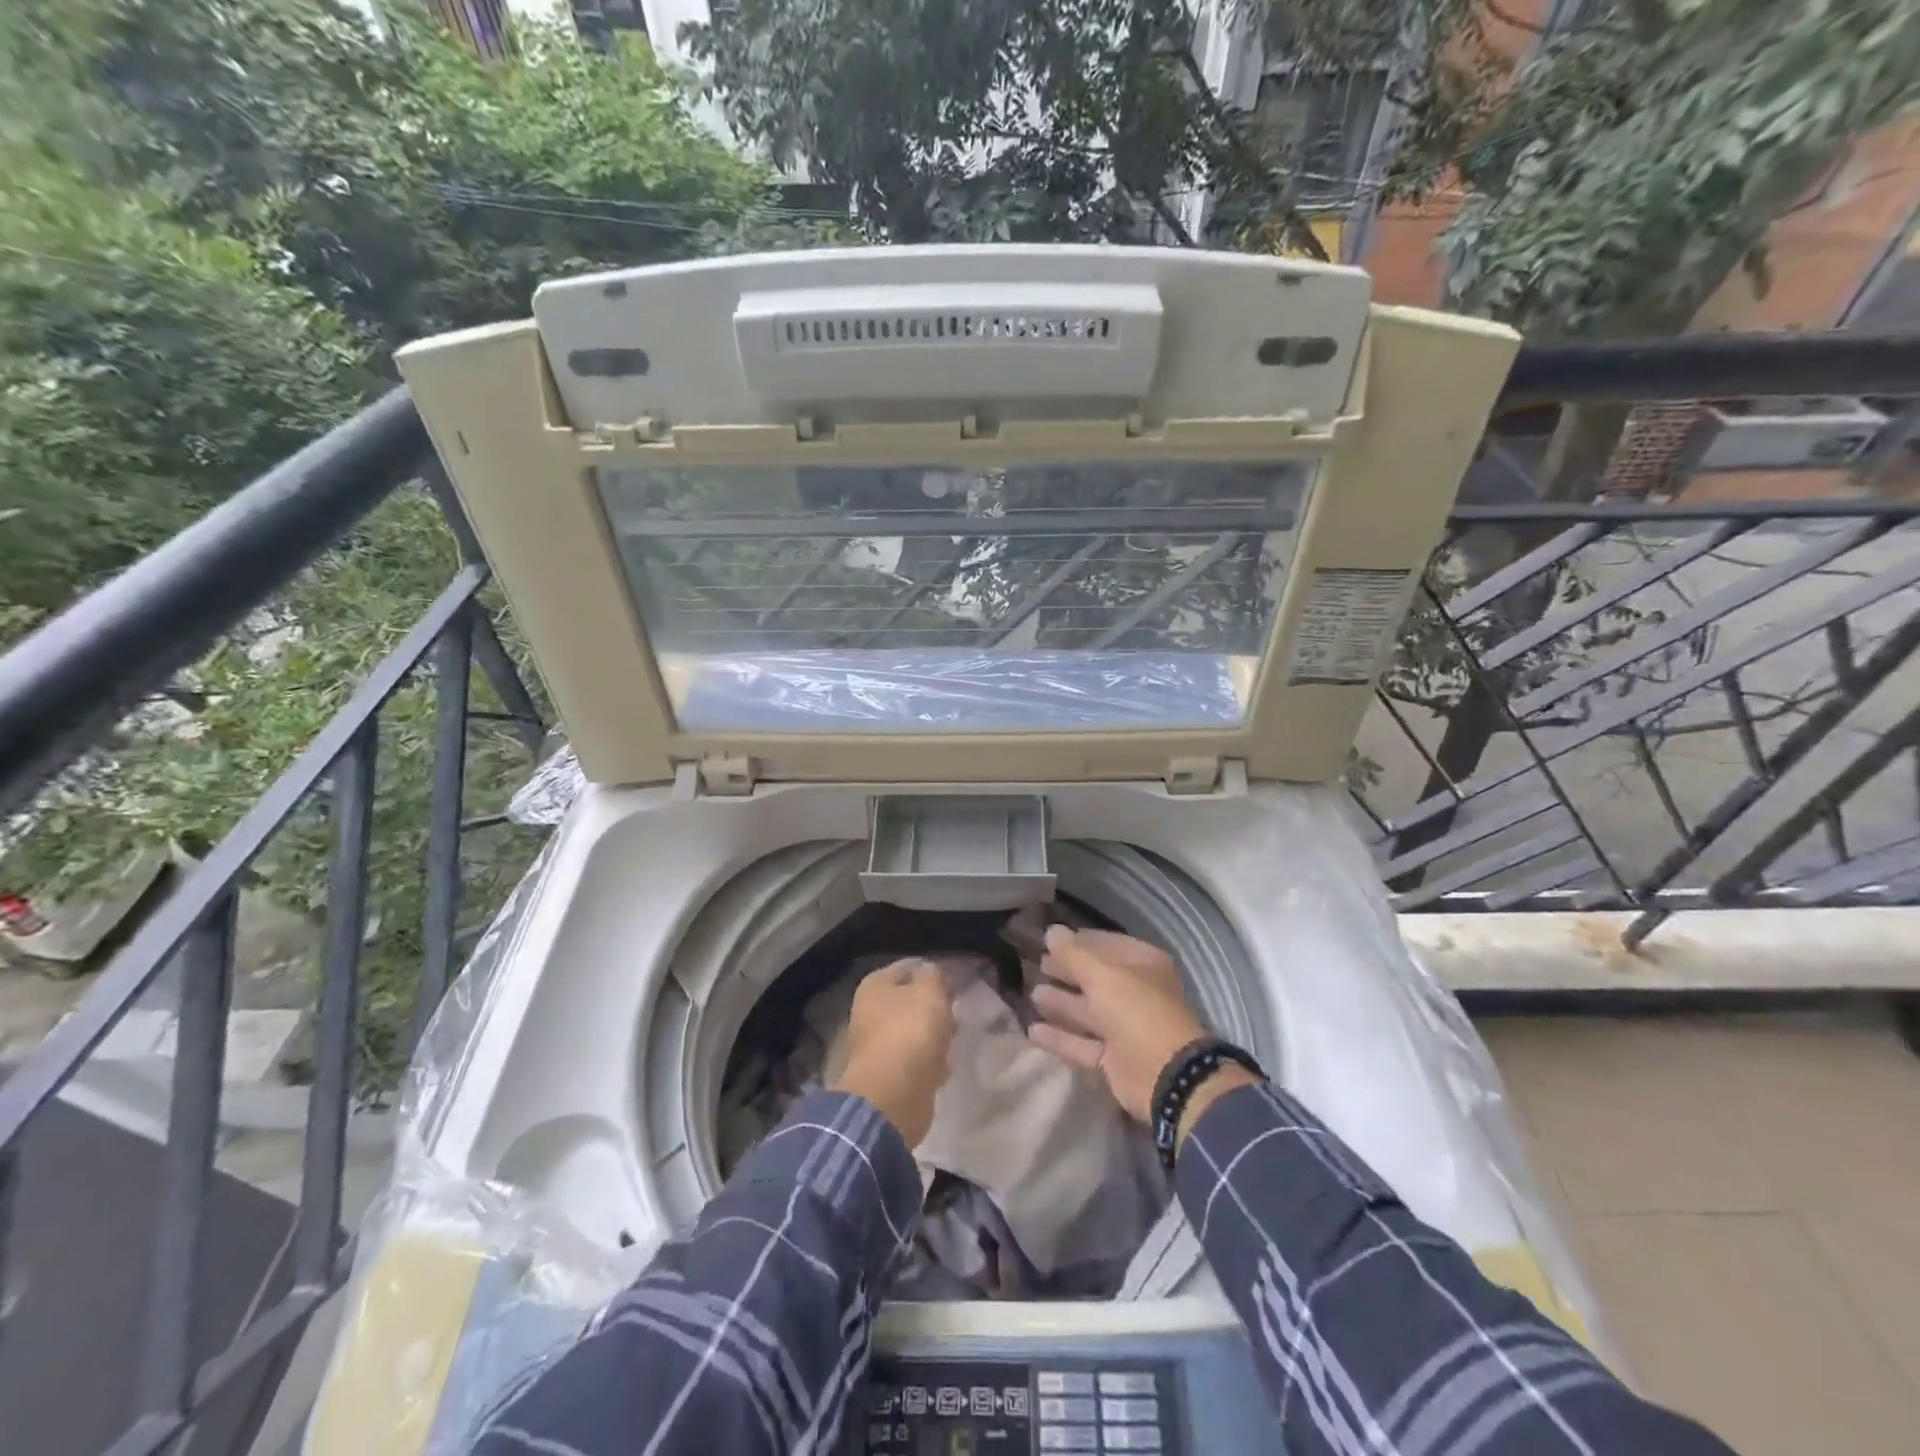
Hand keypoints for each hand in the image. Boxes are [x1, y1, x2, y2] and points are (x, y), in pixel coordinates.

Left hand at [830, 959, 954, 1146]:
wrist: (894, 1096)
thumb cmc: (910, 1032)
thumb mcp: (930, 991)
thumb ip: (935, 975)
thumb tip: (933, 974)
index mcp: (874, 987)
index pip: (908, 968)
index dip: (934, 973)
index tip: (957, 983)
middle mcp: (870, 1012)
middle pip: (910, 1001)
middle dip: (935, 1006)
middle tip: (957, 1010)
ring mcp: (878, 1046)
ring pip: (914, 1031)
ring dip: (935, 1034)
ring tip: (955, 1037)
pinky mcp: (890, 1075)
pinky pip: (916, 1060)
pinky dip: (931, 1062)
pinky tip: (946, 1065)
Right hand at [1027, 927, 1207, 1123]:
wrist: (1164, 1076)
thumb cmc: (1136, 1011)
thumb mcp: (1102, 976)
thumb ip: (1073, 954)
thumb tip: (1051, 931)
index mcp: (1144, 965)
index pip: (1107, 945)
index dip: (1079, 942)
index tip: (1049, 940)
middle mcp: (1136, 994)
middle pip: (1095, 978)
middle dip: (1067, 972)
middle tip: (1037, 965)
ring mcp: (1125, 1028)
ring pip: (1087, 1012)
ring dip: (1061, 1003)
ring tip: (1032, 994)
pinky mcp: (1113, 1060)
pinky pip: (1082, 1044)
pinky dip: (1060, 1038)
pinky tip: (1033, 1031)